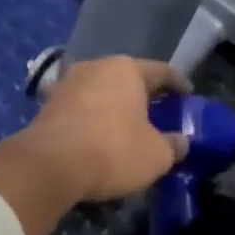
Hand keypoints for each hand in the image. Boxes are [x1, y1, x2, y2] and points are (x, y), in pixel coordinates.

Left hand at [24, 57, 189, 204]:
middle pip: (127, 79)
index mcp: (126, 70)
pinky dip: (94, 122)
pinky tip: (100, 139)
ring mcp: (66, 85)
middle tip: (159, 112)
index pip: (161, 71)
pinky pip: (81, 111)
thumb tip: (181, 141)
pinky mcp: (46, 108)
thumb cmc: (113, 151)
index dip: (178, 84)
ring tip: (128, 127)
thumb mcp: (156, 155)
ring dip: (115, 109)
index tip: (188, 95)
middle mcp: (95, 68)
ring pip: (101, 94)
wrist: (49, 166)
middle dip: (143, 96)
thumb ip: (173, 145)